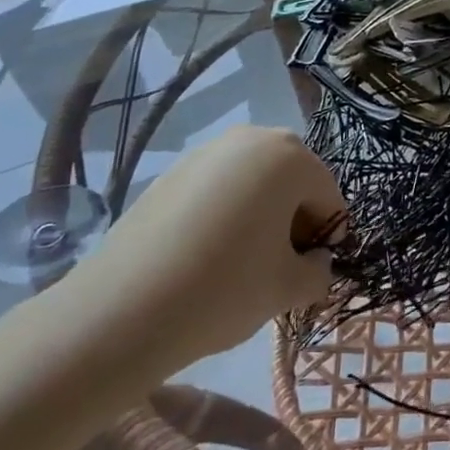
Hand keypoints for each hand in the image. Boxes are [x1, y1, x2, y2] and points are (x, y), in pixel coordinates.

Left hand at [63, 126, 344, 377]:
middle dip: (294, 220)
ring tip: (242, 262)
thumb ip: (319, 271)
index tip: (312, 272)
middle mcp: (252, 138)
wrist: (121, 310)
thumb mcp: (288, 289)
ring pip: (254, 182)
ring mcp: (207, 150)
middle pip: (292, 181)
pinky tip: (207, 255)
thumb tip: (314, 263)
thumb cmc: (224, 289)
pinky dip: (226, 214)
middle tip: (279, 266)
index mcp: (291, 156)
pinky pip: (218, 187)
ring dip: (261, 215)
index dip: (328, 237)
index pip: (328, 196)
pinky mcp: (172, 171)